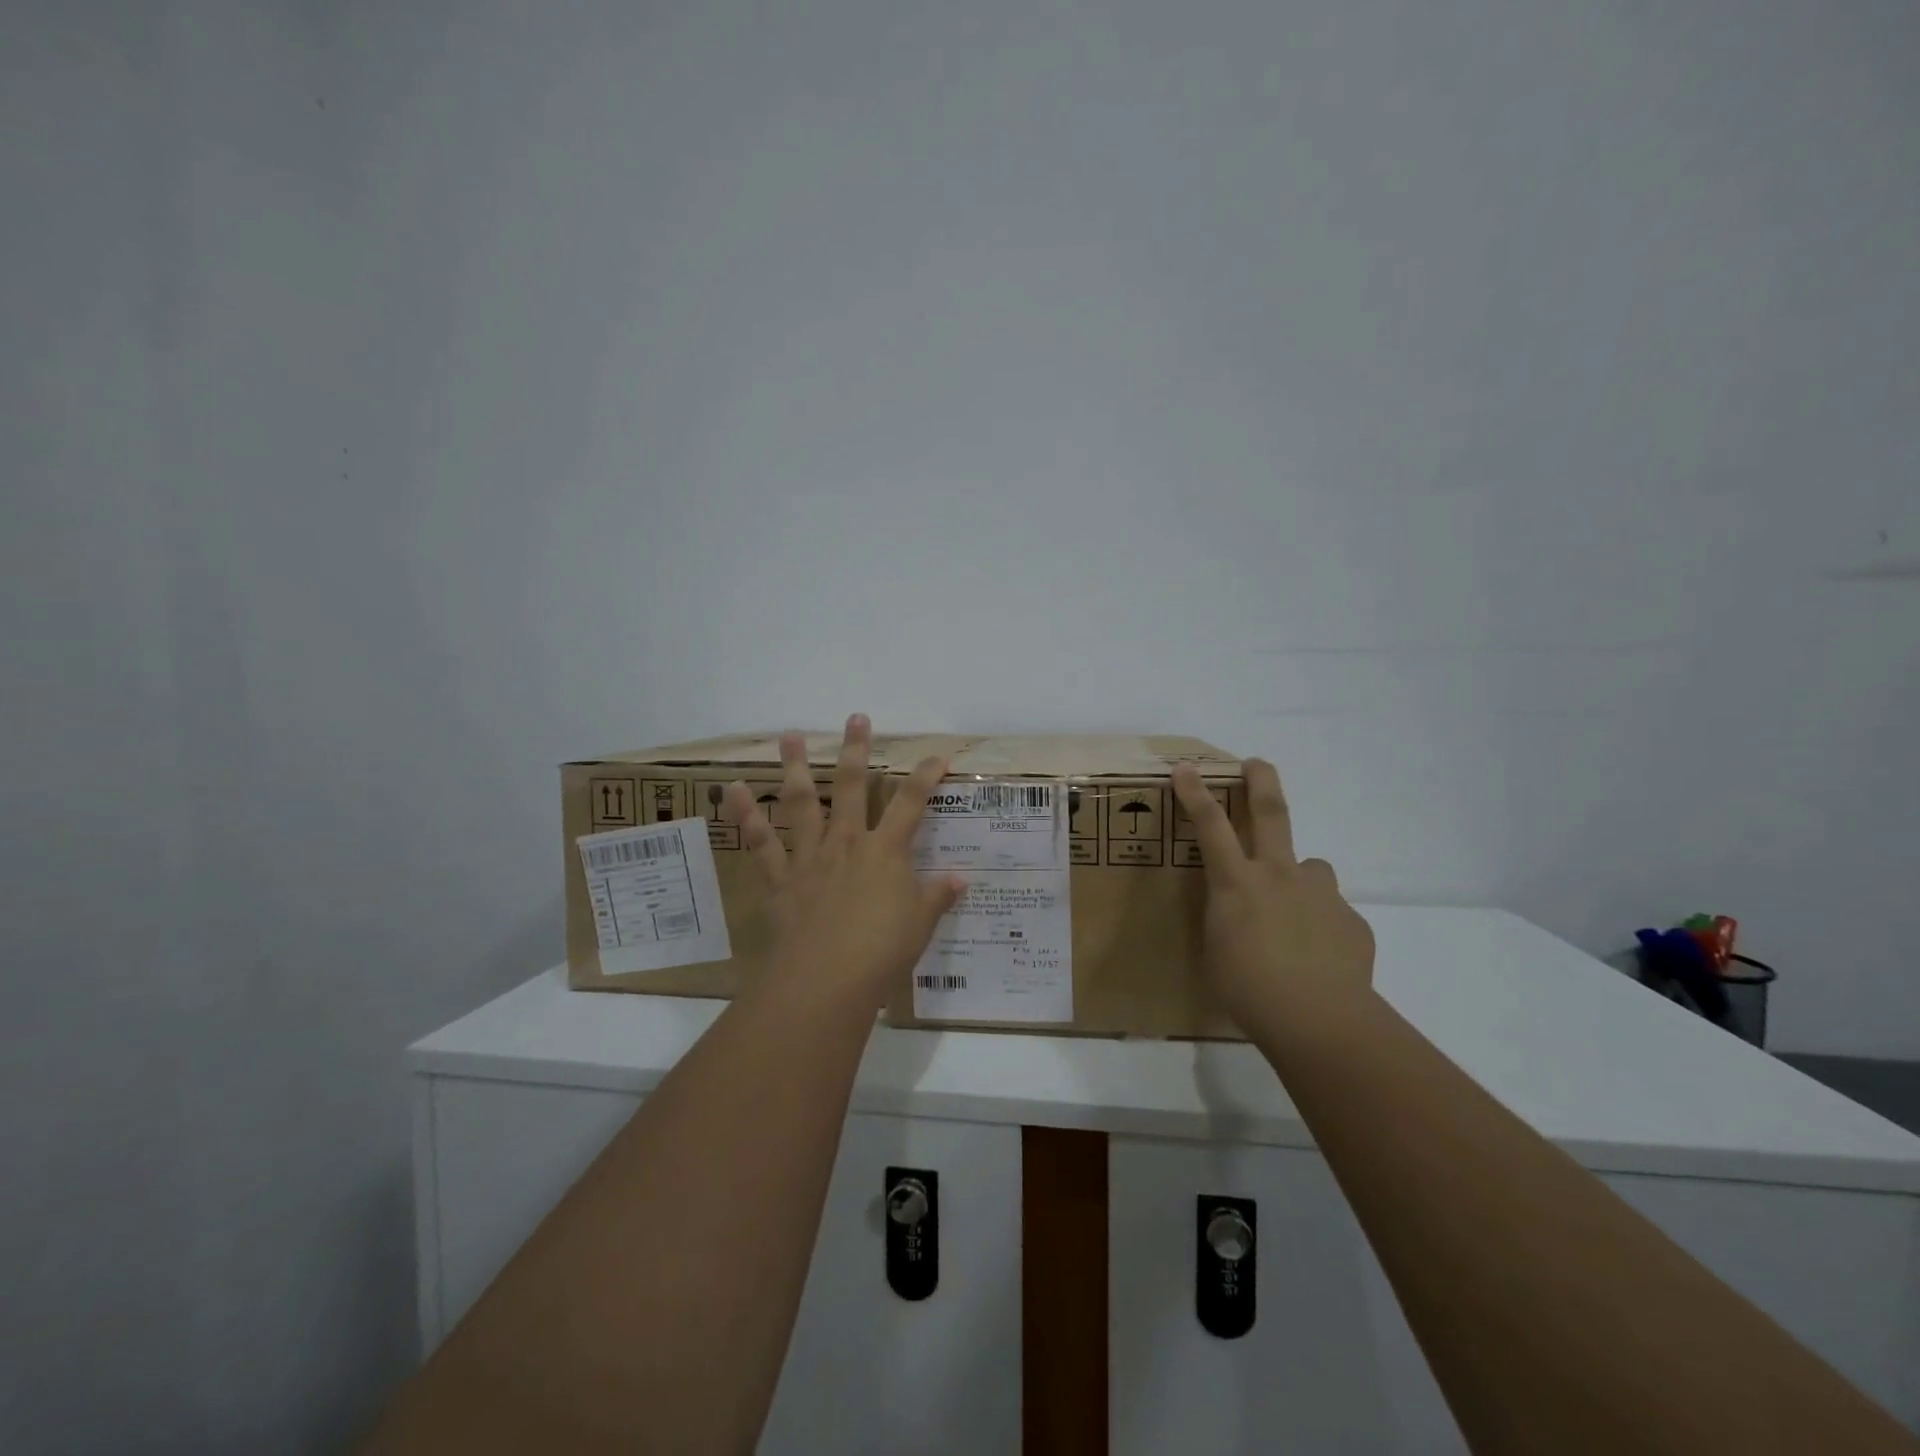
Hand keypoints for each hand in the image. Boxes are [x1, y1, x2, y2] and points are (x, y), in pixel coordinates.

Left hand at [725, 715, 963, 1007]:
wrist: (826, 979)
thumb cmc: (881, 952)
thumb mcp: (920, 925)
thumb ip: (937, 897)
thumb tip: (960, 880)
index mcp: (886, 852)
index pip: (911, 803)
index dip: (926, 776)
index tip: (938, 753)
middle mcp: (848, 843)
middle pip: (854, 788)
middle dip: (856, 751)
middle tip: (855, 718)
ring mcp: (811, 856)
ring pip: (803, 802)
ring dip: (796, 767)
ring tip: (790, 736)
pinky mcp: (781, 877)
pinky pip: (761, 841)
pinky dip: (746, 815)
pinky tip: (733, 789)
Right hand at [1171, 758, 1374, 1029]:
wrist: (1320, 1019)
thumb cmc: (1248, 989)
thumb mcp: (1217, 949)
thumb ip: (1226, 918)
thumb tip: (1239, 913)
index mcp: (1237, 883)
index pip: (1210, 826)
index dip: (1195, 793)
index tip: (1186, 768)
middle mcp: (1279, 876)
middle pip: (1272, 813)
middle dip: (1261, 781)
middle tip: (1257, 763)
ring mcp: (1320, 895)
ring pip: (1312, 867)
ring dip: (1301, 877)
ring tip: (1296, 910)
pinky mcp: (1351, 921)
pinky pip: (1332, 913)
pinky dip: (1322, 925)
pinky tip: (1319, 957)